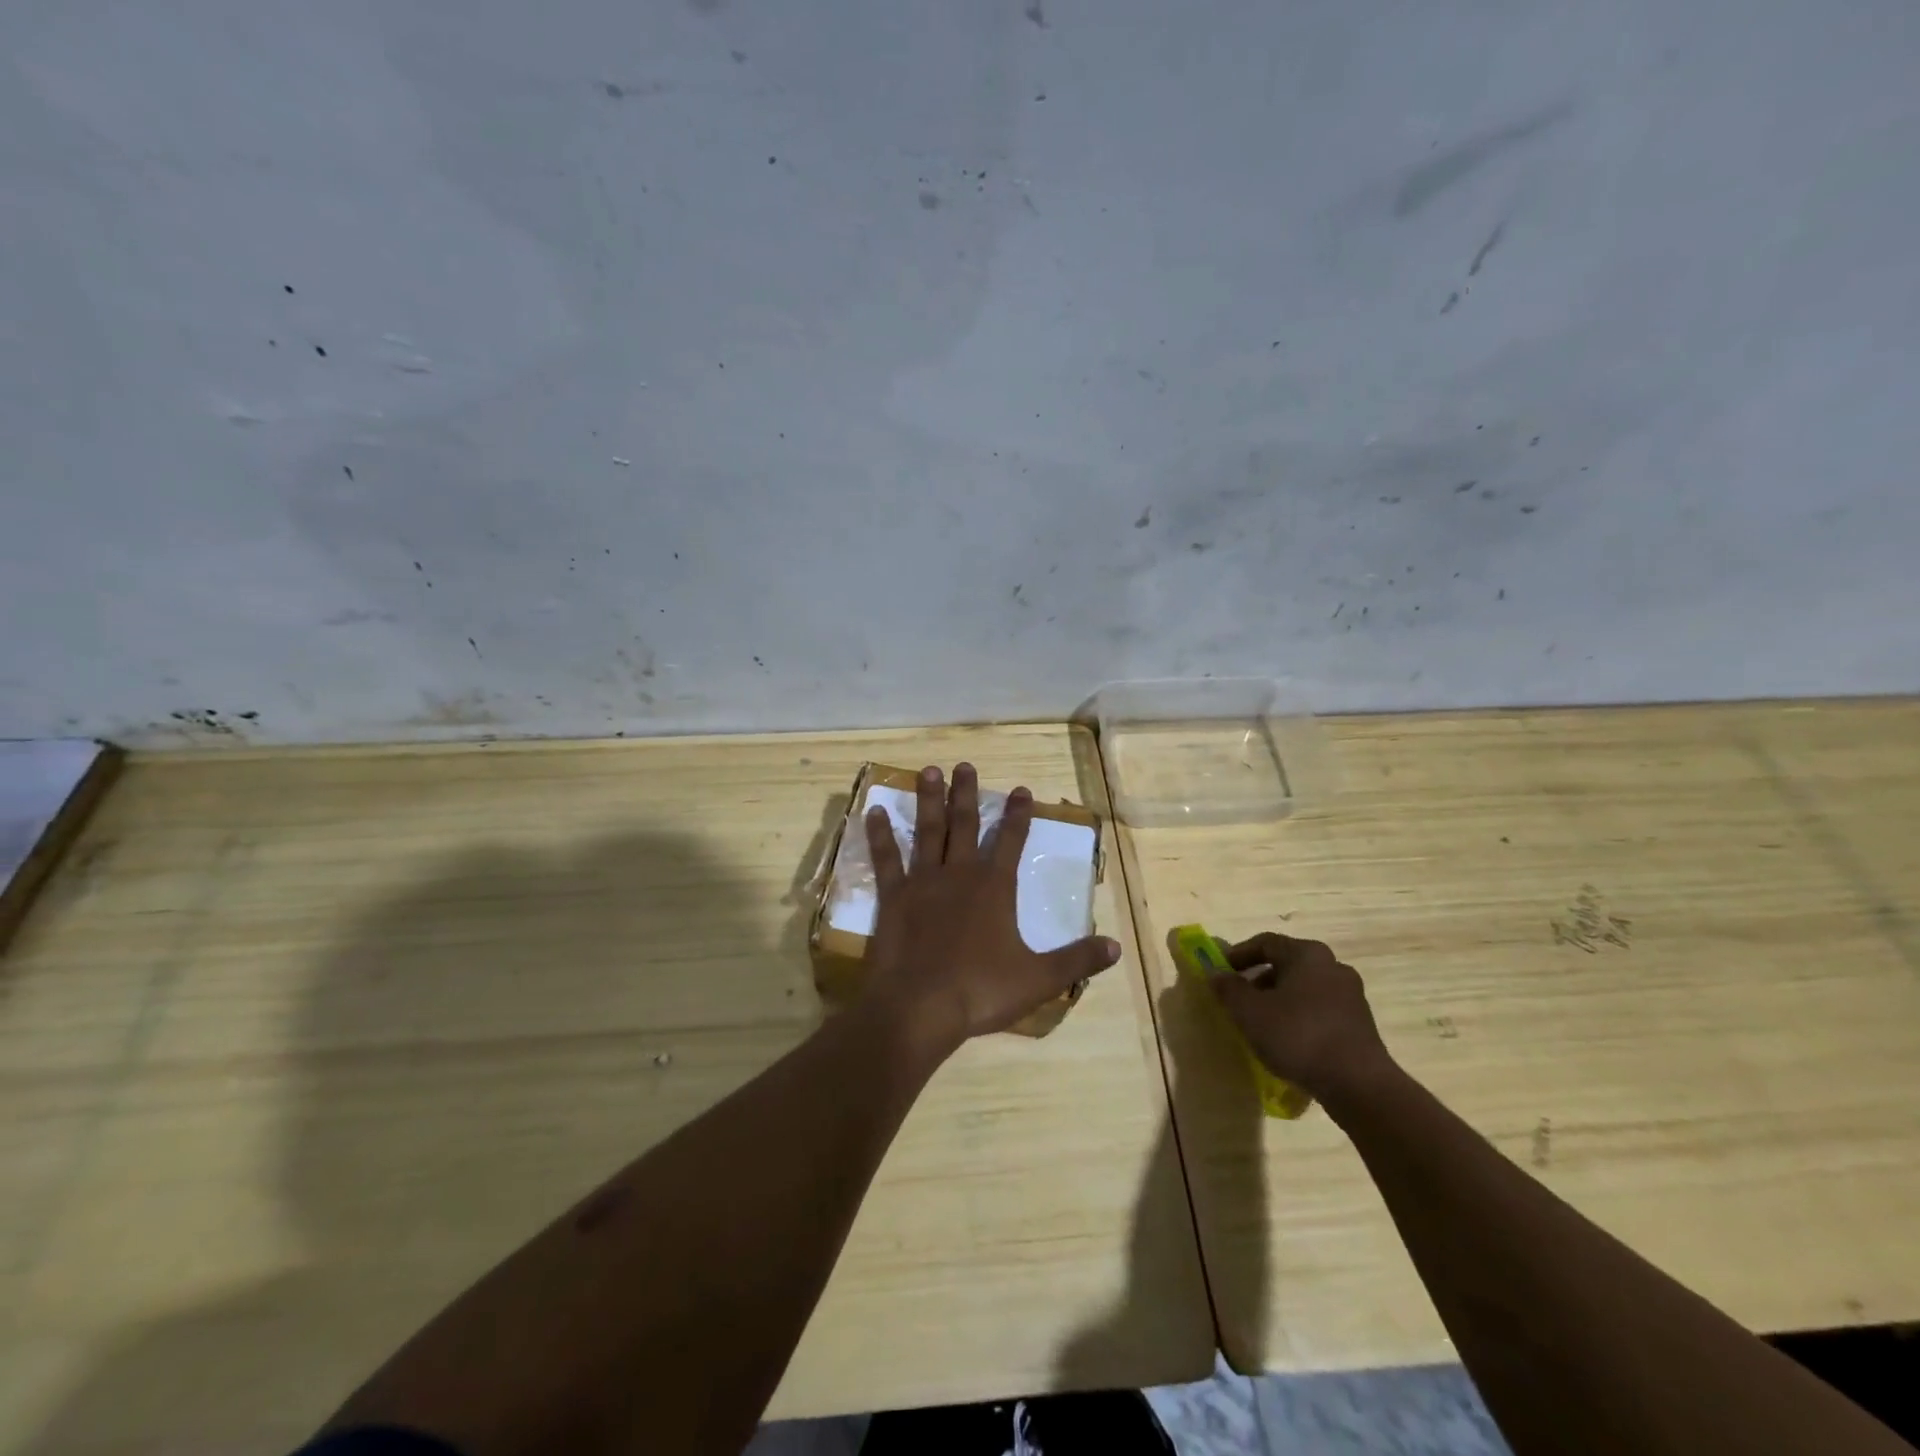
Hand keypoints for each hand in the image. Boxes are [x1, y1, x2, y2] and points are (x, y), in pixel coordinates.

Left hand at [862, 763, 1120, 1052]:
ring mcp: (923, 882)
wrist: (920, 1007)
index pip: (1011, 841)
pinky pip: (886, 858)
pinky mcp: (893, 896)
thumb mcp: (1039, 979)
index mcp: (995, 888)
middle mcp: (959, 874)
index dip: (1018, 815)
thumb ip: (1077, 960)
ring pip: (927, 831)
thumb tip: (1115, 946)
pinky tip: (873, 811)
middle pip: (965, 824)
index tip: (1019, 789)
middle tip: (965, 765)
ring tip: (928, 770)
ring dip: (929, 800)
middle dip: (967, 794)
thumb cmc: (981, 991)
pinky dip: (880, 834)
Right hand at [1210, 932, 1392, 1103]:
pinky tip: (1289, 1041)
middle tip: (1239, 999)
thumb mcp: (1249, 1012)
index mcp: (1307, 954)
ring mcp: (1351, 996)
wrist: (1358, 1084)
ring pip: (1304, 988)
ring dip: (1279, 999)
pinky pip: (1320, 1010)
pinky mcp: (1360, 1024)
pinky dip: (1300, 1016)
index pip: (1265, 942)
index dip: (1239, 954)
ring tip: (1262, 1023)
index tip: (1221, 972)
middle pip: (1287, 964)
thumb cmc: (1298, 1036)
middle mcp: (1333, 966)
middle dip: (1259, 979)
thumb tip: (1215, 973)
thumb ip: (1228, 988)